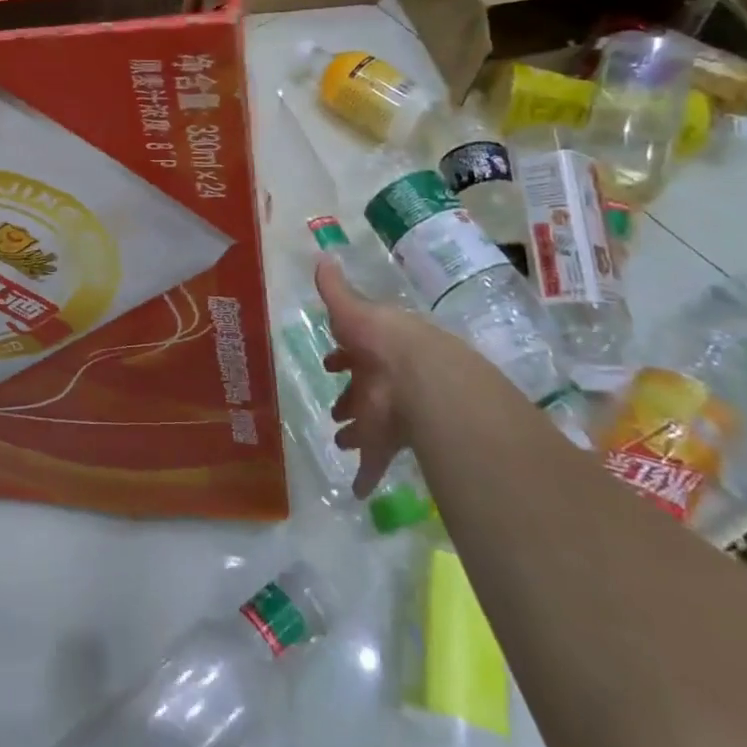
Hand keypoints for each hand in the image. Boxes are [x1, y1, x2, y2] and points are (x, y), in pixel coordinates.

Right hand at [314, 255, 451, 496]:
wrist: (424, 379)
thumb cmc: (382, 340)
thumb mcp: (353, 311)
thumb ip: (335, 290)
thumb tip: (321, 255)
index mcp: (375, 348)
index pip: (355, 352)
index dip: (342, 357)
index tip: (329, 364)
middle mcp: (383, 380)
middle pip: (364, 391)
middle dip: (349, 400)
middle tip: (335, 413)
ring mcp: (389, 412)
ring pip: (369, 424)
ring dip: (356, 433)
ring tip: (339, 442)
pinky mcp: (392, 442)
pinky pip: (376, 461)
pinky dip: (366, 474)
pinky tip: (357, 490)